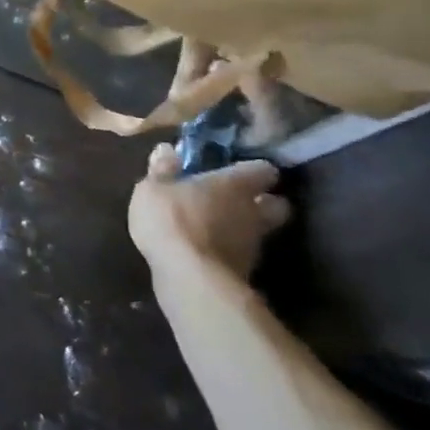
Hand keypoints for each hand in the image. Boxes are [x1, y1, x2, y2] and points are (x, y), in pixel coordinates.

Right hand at [128, 148, 290, 281]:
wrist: (190, 279)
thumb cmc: (172, 221)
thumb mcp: (153, 189)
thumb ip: (162, 170)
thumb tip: (167, 150)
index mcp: (235, 184)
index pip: (263, 170)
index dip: (255, 170)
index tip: (242, 170)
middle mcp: (253, 212)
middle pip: (276, 205)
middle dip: (264, 202)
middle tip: (242, 200)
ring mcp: (253, 246)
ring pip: (260, 233)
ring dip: (244, 229)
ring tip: (220, 229)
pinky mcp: (245, 274)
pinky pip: (241, 256)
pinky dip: (230, 253)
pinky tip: (209, 253)